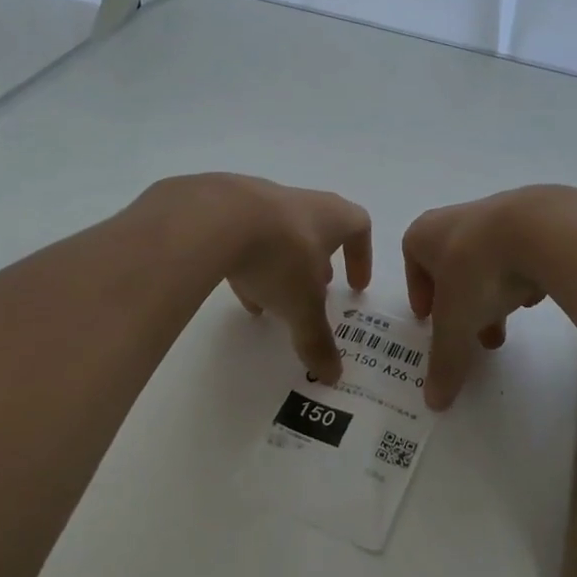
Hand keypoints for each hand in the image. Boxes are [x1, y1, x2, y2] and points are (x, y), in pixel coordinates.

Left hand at [194, 175, 371, 384]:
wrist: (214, 217)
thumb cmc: (279, 255)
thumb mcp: (303, 306)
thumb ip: (317, 339)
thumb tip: (333, 375)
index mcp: (331, 216)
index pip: (359, 227)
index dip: (361, 256)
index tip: (356, 287)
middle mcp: (300, 203)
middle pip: (318, 229)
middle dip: (318, 263)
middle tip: (316, 293)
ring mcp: (261, 201)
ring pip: (279, 236)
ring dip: (281, 267)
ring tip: (274, 301)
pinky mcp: (225, 208)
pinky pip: (245, 238)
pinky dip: (248, 264)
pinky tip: (240, 292)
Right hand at [402, 188, 576, 408]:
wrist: (538, 229)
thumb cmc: (477, 270)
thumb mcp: (456, 324)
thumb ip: (445, 360)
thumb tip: (434, 403)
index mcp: (424, 234)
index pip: (413, 261)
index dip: (420, 293)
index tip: (429, 320)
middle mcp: (456, 219)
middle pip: (452, 266)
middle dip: (462, 304)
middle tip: (473, 335)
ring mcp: (497, 215)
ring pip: (487, 261)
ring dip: (493, 293)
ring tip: (508, 325)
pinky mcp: (534, 219)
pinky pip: (520, 254)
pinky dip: (522, 276)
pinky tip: (535, 296)